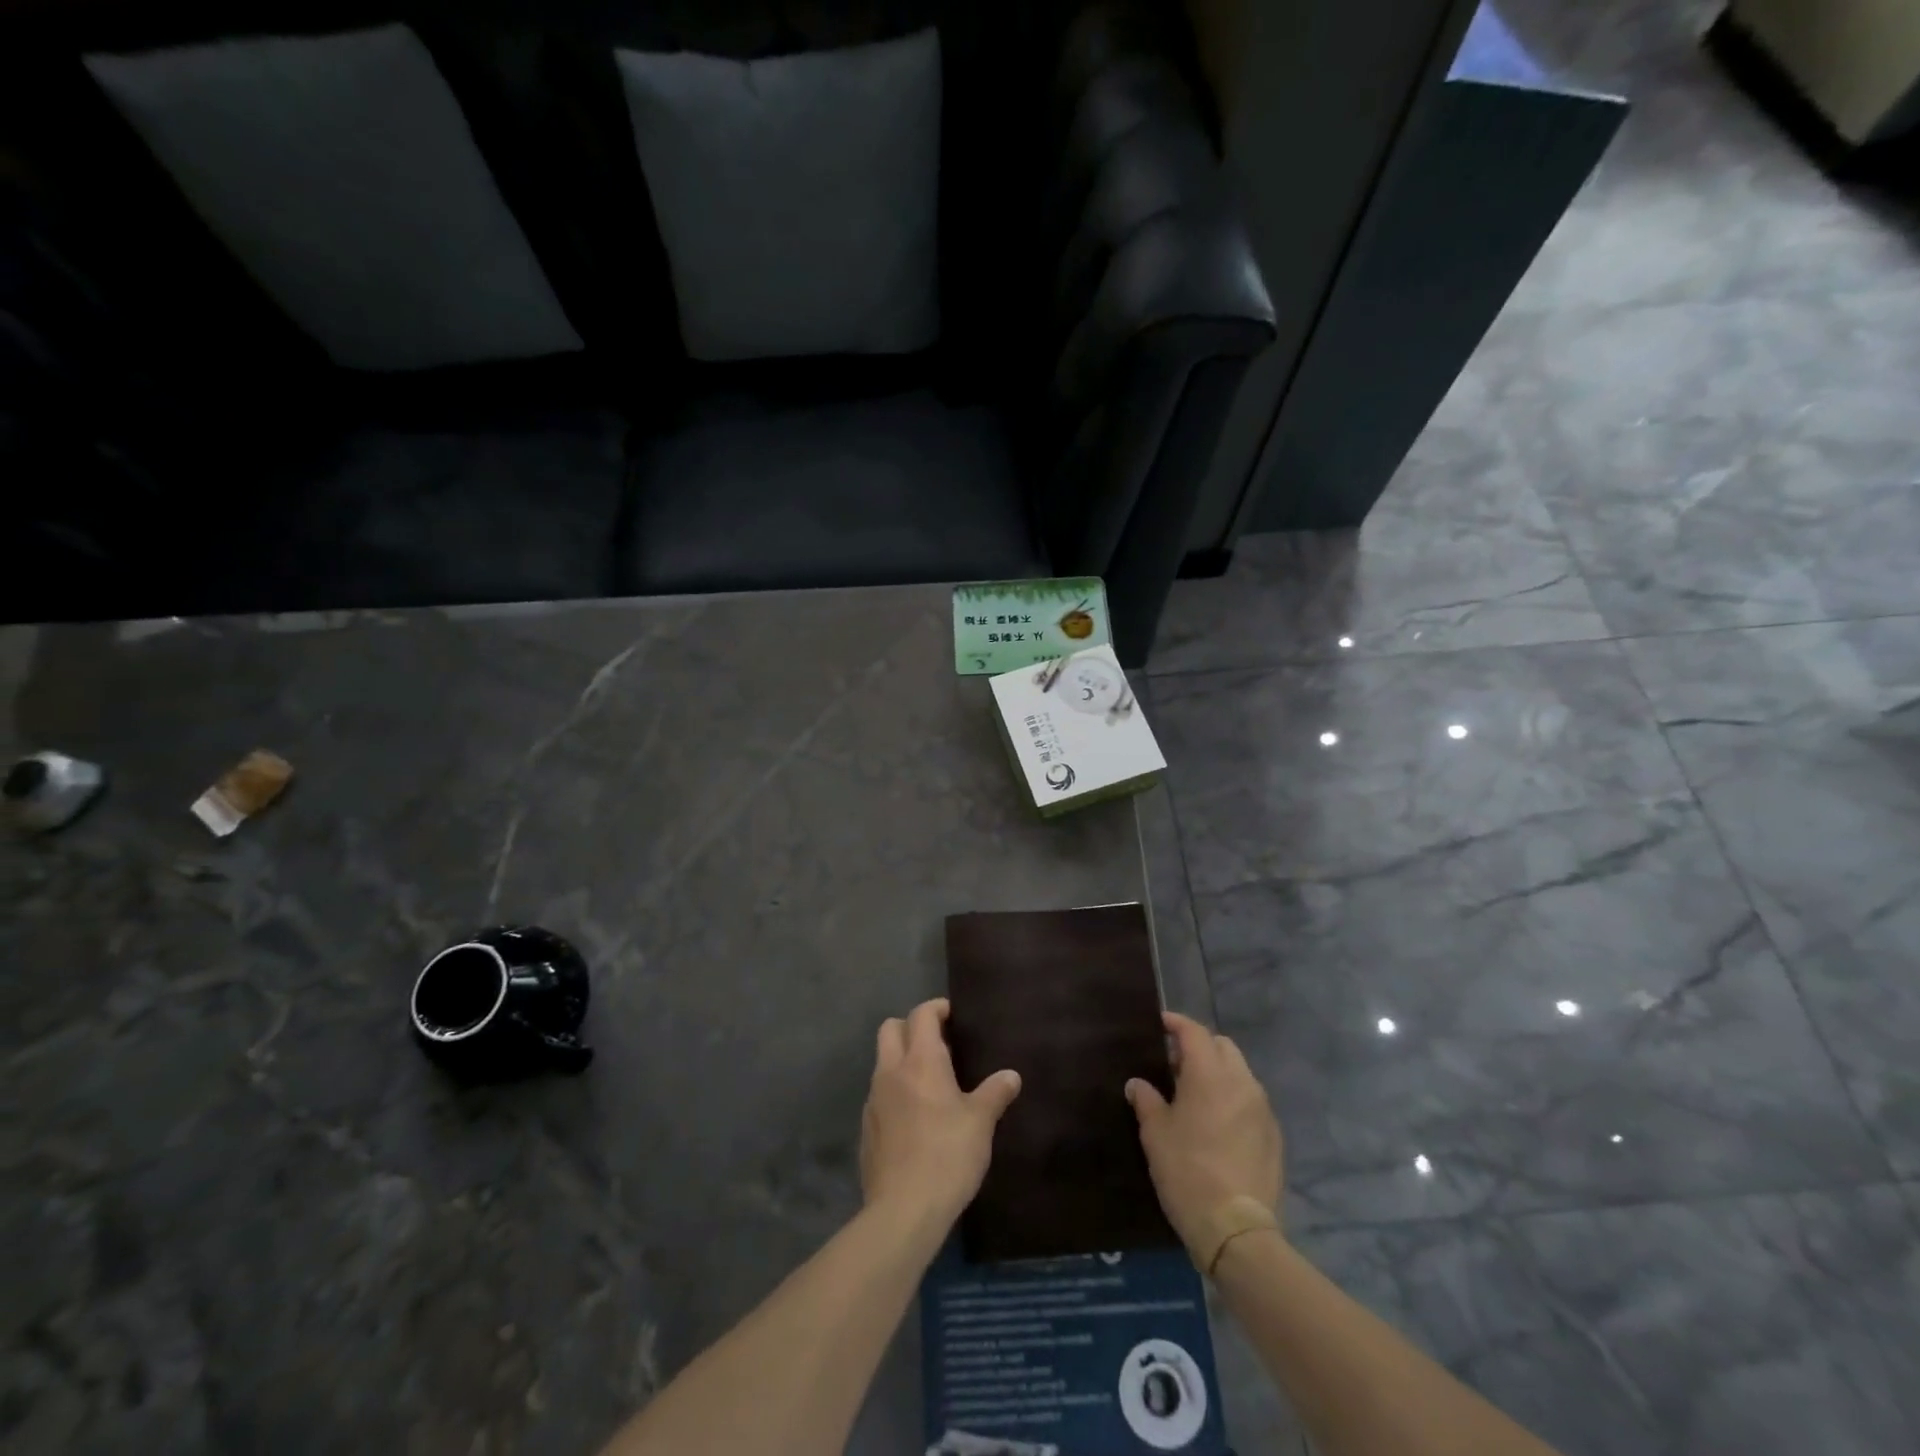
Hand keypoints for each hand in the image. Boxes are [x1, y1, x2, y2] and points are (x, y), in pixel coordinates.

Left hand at [860, 999, 1021, 1229]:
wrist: (903, 1211)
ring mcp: (874, 1099)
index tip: (953, 1016)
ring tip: (929, 1082)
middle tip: (939, 1044)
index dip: (936, 1008)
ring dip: (901, 1060)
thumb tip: (1011, 1076)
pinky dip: (894, 1091)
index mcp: (920, 1061)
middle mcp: (891, 1071)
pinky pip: (879, 1094)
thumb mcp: (980, 1123)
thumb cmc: (947, 1156)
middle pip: (890, 1028)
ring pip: (882, 1061)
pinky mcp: (867, 1128)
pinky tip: (914, 1116)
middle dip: (911, 1027)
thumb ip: (995, 1094)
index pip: (921, 1014)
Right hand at [1127, 1012, 1282, 1259]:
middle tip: (1175, 1063)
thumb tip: (1138, 1084)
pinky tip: (1216, 1123)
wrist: (1235, 1229)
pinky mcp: (1273, 1135)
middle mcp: (1241, 1082)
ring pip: (1239, 1073)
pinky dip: (1233, 1098)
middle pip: (1222, 1046)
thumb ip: (1146, 1100)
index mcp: (1210, 1074)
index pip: (1194, 1032)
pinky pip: (1250, 1101)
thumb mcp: (1156, 1133)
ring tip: (1195, 1094)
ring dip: (1218, 1072)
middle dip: (1200, 1046)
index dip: (1176, 1023)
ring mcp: (1262, 1109)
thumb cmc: (1187, 1171)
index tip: (1160, 1024)